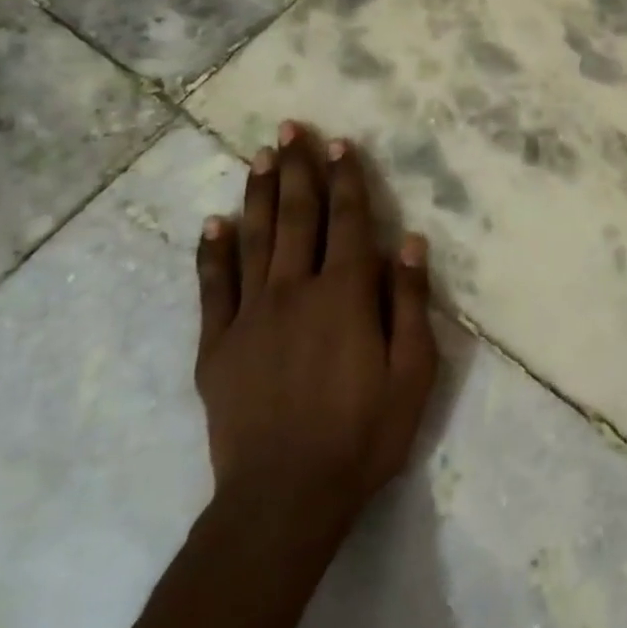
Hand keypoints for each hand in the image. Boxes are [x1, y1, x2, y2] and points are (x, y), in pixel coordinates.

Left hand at [194, 122, 437, 542]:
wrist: (285, 498)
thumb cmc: (364, 433)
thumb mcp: (413, 371)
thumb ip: (409, 302)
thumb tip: (409, 242)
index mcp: (345, 295)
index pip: (348, 222)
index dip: (347, 180)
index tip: (342, 145)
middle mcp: (295, 291)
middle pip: (297, 218)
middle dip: (297, 170)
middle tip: (291, 129)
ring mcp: (249, 317)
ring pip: (254, 240)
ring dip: (258, 195)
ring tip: (258, 157)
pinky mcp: (217, 346)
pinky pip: (212, 287)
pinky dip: (213, 251)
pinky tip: (214, 223)